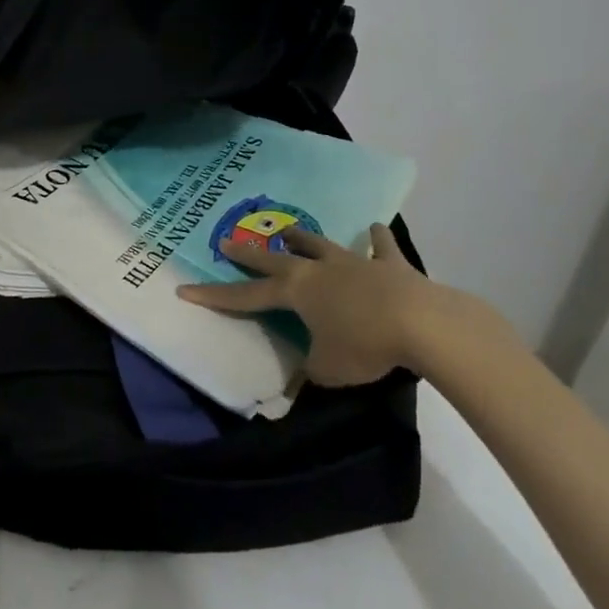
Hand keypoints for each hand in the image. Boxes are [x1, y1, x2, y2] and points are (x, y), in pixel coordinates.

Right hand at [177, 224, 504, 386]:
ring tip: (289, 231)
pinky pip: (380, 248)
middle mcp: (318, 270)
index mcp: (296, 292)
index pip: (246, 296)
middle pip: (274, 258)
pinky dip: (376, 240)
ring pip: (320, 244)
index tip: (186, 290)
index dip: (215, 296)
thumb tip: (302, 379)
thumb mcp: (329, 370)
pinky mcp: (389, 265)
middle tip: (227, 241)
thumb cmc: (365, 346)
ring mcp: (354, 262)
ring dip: (302, 239)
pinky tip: (375, 229)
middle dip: (248, 253)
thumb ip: (311, 371)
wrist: (421, 323)